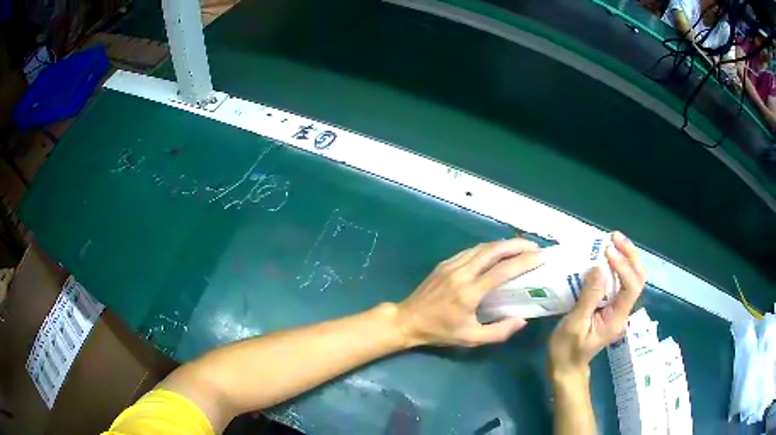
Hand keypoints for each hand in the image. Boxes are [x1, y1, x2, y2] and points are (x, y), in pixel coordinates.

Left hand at [397, 238, 543, 347]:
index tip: (542, 257)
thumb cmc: (440, 331)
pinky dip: (489, 248)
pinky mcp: (445, 263)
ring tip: (521, 247)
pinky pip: (471, 250)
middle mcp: (461, 273)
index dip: (524, 262)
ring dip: (504, 244)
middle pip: (493, 250)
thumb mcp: (470, 339)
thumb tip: (522, 320)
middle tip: (535, 247)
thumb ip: (498, 332)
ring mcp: (451, 265)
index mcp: (469, 292)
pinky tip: (498, 252)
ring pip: (482, 247)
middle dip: (517, 245)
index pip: (502, 271)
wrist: (408, 320)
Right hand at [548, 232, 645, 377]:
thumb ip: (589, 297)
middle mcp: (623, 310)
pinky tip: (607, 257)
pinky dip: (617, 265)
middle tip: (615, 237)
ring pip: (633, 277)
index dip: (623, 266)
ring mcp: (618, 308)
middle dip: (630, 255)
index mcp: (617, 318)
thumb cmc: (567, 350)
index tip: (607, 252)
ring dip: (626, 257)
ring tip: (612, 241)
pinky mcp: (611, 306)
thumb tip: (599, 267)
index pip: (631, 286)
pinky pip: (621, 281)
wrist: (566, 367)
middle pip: (638, 278)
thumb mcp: (574, 325)